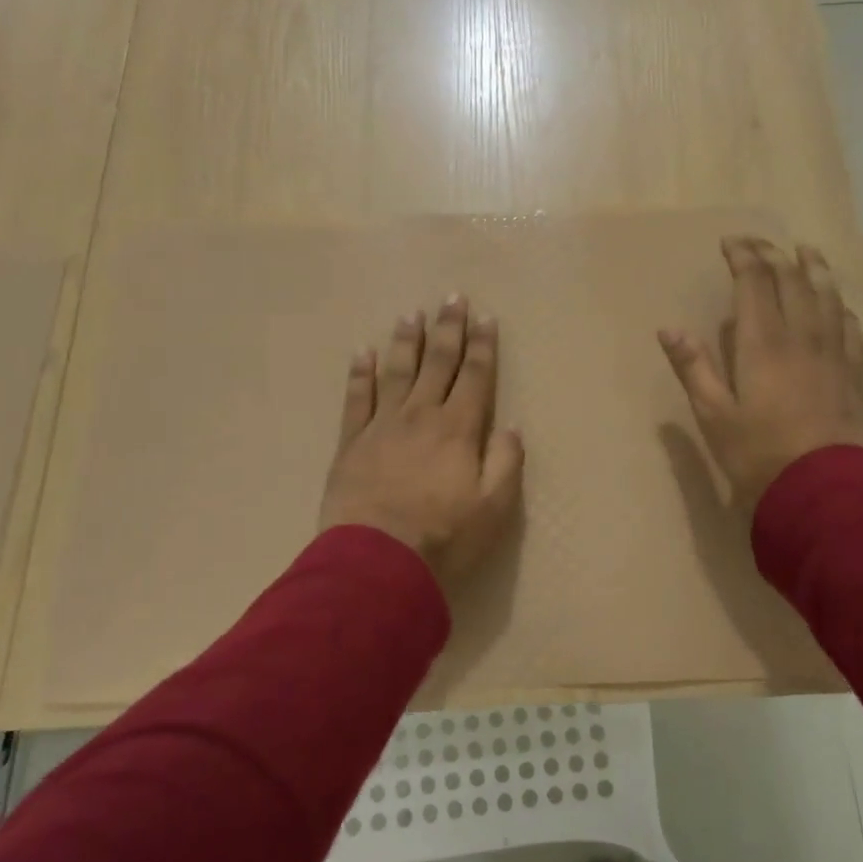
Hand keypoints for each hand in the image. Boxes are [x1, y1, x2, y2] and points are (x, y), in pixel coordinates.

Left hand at [319, 295, 524, 585]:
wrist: (376, 563)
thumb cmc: (443, 538)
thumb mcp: (493, 508)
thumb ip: (505, 463)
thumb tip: (511, 426)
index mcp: (458, 429)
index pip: (475, 376)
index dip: (482, 346)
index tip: (486, 317)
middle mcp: (420, 416)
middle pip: (437, 363)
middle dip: (448, 329)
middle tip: (452, 298)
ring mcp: (381, 426)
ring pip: (396, 372)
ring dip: (406, 341)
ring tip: (411, 315)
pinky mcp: (351, 443)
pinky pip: (356, 399)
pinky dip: (360, 374)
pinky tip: (362, 354)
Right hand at [659, 236, 862, 508]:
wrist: (824, 492)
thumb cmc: (758, 454)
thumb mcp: (713, 414)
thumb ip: (692, 367)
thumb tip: (668, 328)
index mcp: (763, 342)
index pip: (755, 282)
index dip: (744, 256)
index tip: (731, 243)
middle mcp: (802, 337)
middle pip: (793, 281)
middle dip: (774, 255)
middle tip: (759, 243)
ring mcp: (834, 354)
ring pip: (828, 296)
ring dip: (815, 269)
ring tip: (807, 251)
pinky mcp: (854, 375)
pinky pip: (851, 328)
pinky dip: (841, 307)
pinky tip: (839, 306)